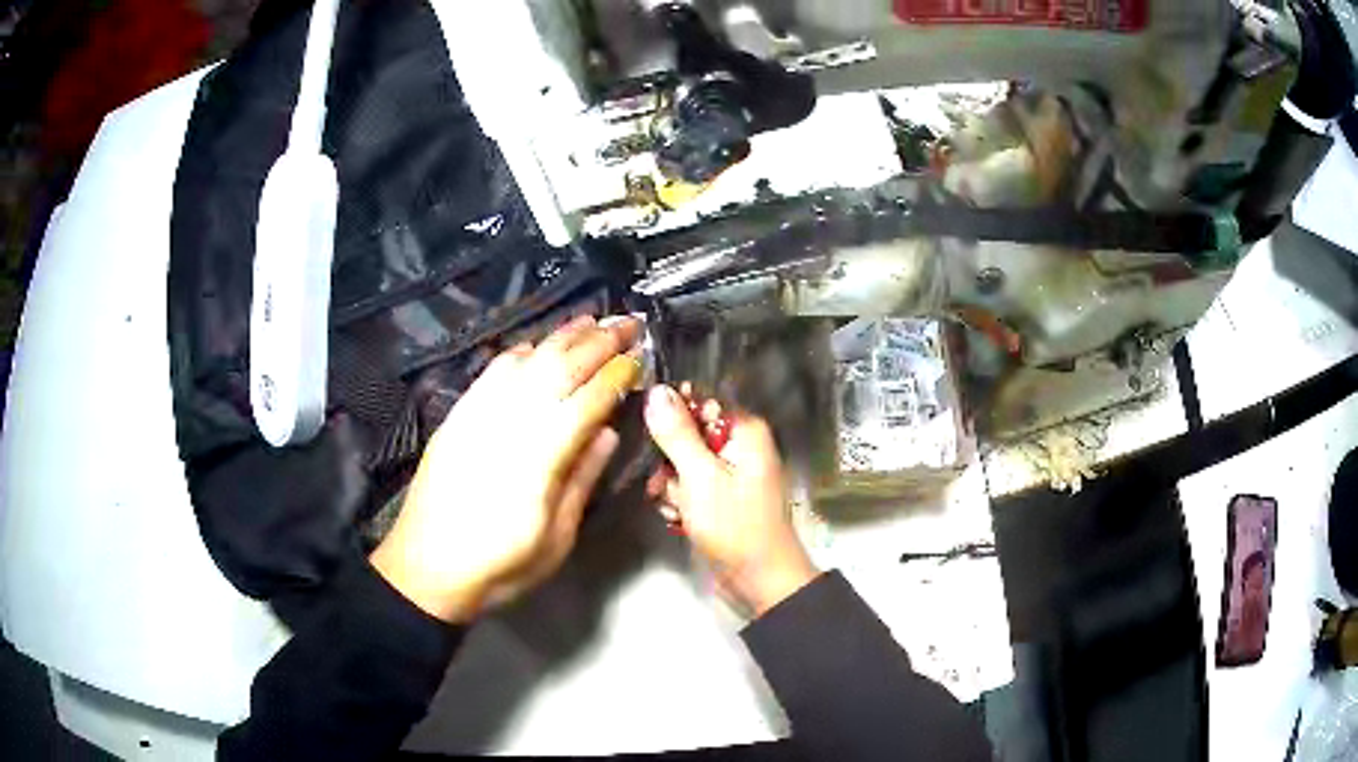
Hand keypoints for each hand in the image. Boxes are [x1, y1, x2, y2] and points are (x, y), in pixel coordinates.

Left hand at [371, 315, 641, 622]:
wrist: (425, 570)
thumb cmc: (499, 566)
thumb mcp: (555, 539)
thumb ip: (582, 480)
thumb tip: (608, 432)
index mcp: (539, 459)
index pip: (586, 402)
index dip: (615, 376)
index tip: (639, 359)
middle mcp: (508, 424)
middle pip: (558, 369)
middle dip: (597, 342)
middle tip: (627, 323)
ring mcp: (478, 415)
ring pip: (525, 362)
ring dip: (560, 337)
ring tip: (590, 319)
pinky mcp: (457, 417)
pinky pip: (490, 372)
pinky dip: (517, 353)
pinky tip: (533, 345)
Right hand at [644, 384, 817, 616]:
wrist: (758, 582)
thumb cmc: (735, 526)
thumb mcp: (700, 478)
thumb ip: (677, 434)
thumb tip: (657, 390)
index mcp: (745, 431)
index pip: (700, 402)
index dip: (671, 415)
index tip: (649, 434)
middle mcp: (740, 446)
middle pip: (687, 434)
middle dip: (669, 462)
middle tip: (664, 486)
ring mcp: (731, 474)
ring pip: (683, 464)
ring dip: (672, 487)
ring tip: (676, 510)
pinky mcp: (721, 498)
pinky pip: (690, 487)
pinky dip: (681, 503)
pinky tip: (678, 521)